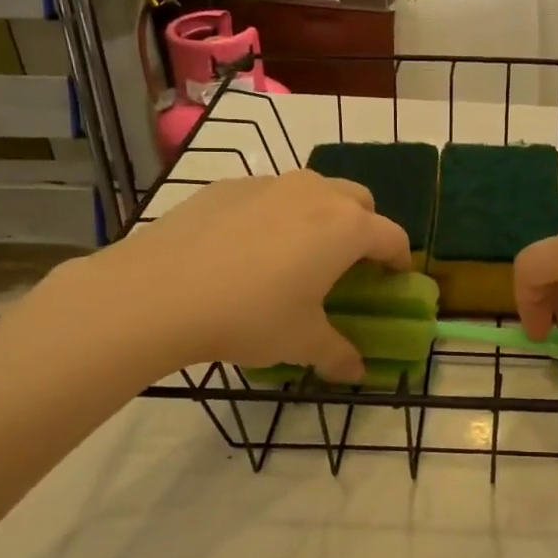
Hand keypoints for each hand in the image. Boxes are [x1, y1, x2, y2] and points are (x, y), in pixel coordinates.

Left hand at [58, 171, 410, 381]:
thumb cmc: (249, 316)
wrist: (159, 292)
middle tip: (347, 263)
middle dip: (364, 227)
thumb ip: (337, 354)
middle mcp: (316, 194)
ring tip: (295, 253)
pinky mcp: (229, 185)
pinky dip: (273, 214)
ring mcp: (270, 184)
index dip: (398, 260)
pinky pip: (268, 195)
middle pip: (359, 200)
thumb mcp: (300, 342)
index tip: (393, 279)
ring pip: (313, 190)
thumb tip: (357, 373)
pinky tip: (245, 249)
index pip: (392, 236)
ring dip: (319, 215)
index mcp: (346, 228)